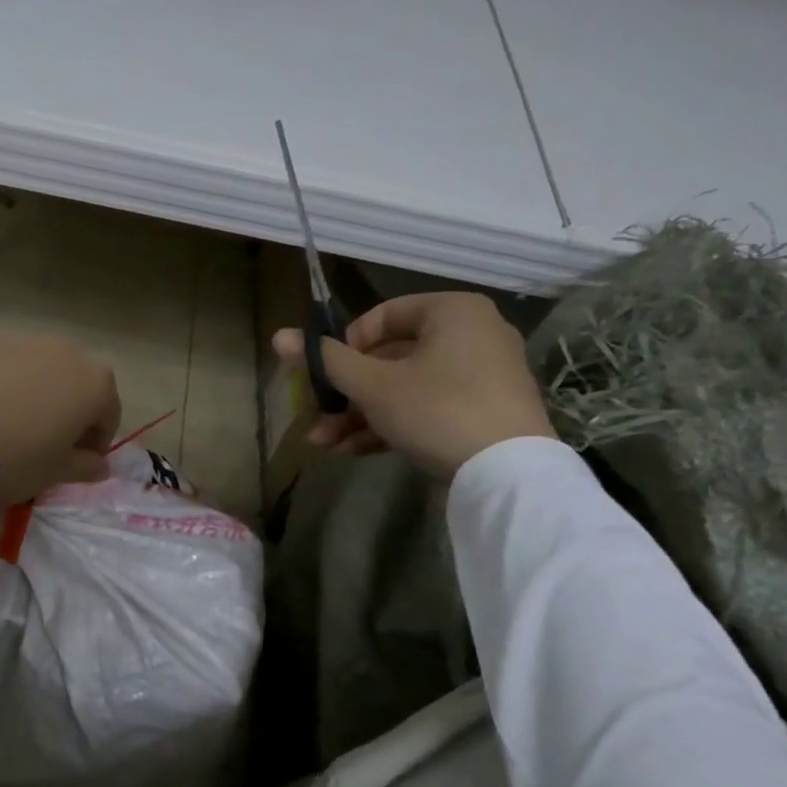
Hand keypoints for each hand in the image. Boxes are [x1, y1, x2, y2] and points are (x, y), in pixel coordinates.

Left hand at [0, 331, 120, 504]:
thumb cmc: (17, 457)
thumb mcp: (56, 473)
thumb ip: (86, 467)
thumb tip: (100, 465)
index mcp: (96, 383)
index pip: (108, 414)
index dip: (95, 442)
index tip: (76, 463)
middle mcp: (67, 350)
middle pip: (77, 383)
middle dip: (68, 409)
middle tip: (44, 440)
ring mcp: (25, 338)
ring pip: (40, 368)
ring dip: (36, 390)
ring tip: (10, 421)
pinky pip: (5, 363)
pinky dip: (3, 380)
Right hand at [273, 291, 554, 478]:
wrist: (508, 475)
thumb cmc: (436, 410)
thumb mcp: (372, 385)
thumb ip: (325, 360)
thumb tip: (279, 336)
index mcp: (452, 312)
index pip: (382, 316)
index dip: (344, 346)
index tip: (325, 377)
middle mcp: (471, 334)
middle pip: (389, 358)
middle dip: (345, 394)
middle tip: (316, 418)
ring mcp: (480, 376)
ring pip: (403, 388)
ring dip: (358, 416)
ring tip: (324, 444)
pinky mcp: (482, 412)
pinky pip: (426, 408)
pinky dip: (389, 425)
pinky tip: (352, 451)